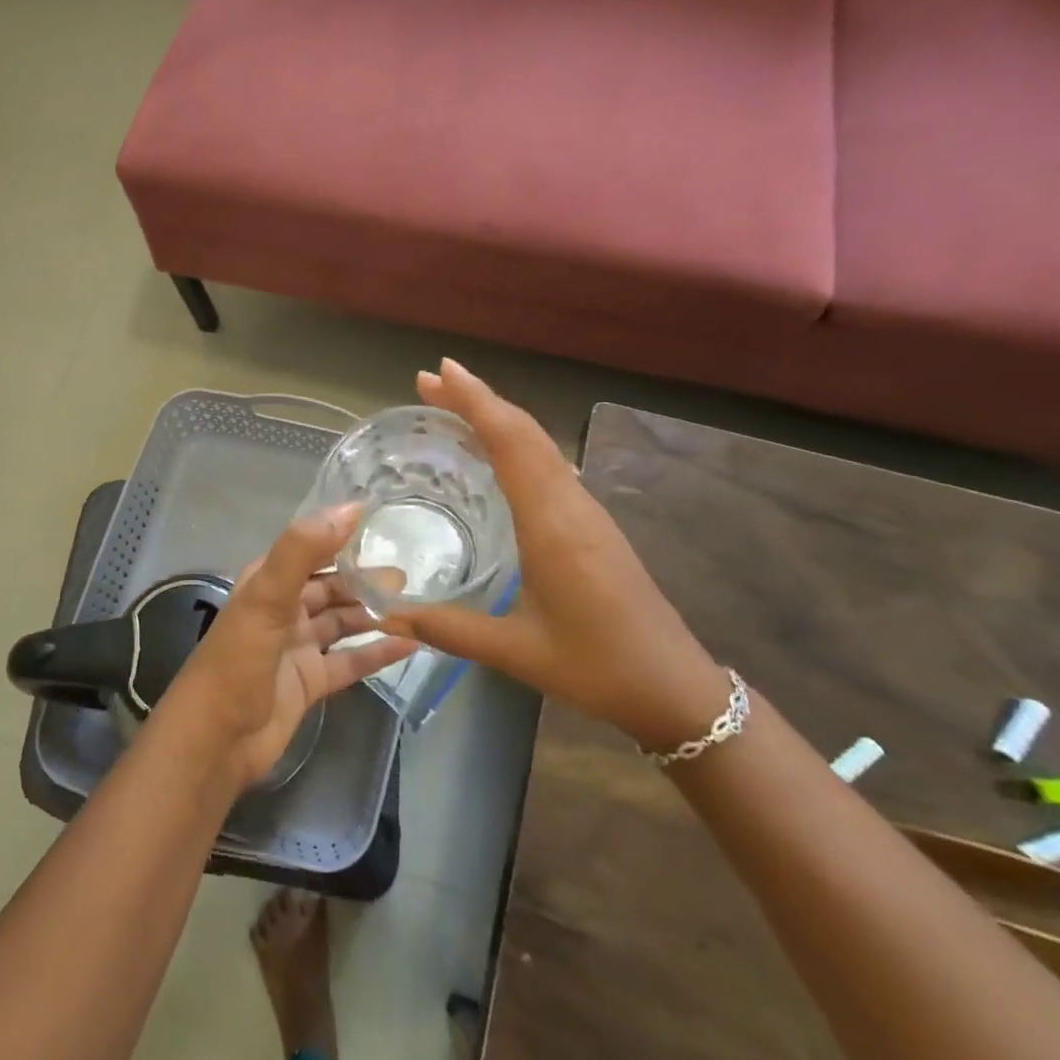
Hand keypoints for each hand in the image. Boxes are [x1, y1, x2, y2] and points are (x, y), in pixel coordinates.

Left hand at [160, 505, 417, 791]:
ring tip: (414, 605)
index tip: (381, 523)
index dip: (340, 537)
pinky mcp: (310, 682)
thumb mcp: (266, 598)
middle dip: (364, 580)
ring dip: (373, 614)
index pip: (309, 550)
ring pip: (342, 622)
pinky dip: (376, 652)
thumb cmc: (237, 660)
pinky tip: (409, 644)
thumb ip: (302, 551)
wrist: (216, 741)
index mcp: (266, 583)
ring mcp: (297, 648)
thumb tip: (350, 508)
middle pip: (330, 588)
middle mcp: (282, 610)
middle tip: (406, 575)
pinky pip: (350, 661)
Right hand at [380, 360, 730, 750]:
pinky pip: (548, 465)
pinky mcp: (592, 524)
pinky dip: (515, 443)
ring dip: (496, 417)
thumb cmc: (596, 666)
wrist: (674, 687)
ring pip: (539, 445)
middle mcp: (570, 504)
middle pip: (524, 432)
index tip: (439, 372)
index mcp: (551, 523)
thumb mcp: (515, 651)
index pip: (511, 442)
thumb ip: (448, 630)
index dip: (475, 402)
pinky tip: (494, 455)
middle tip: (429, 382)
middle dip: (477, 399)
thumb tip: (386, 617)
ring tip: (452, 407)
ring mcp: (586, 511)